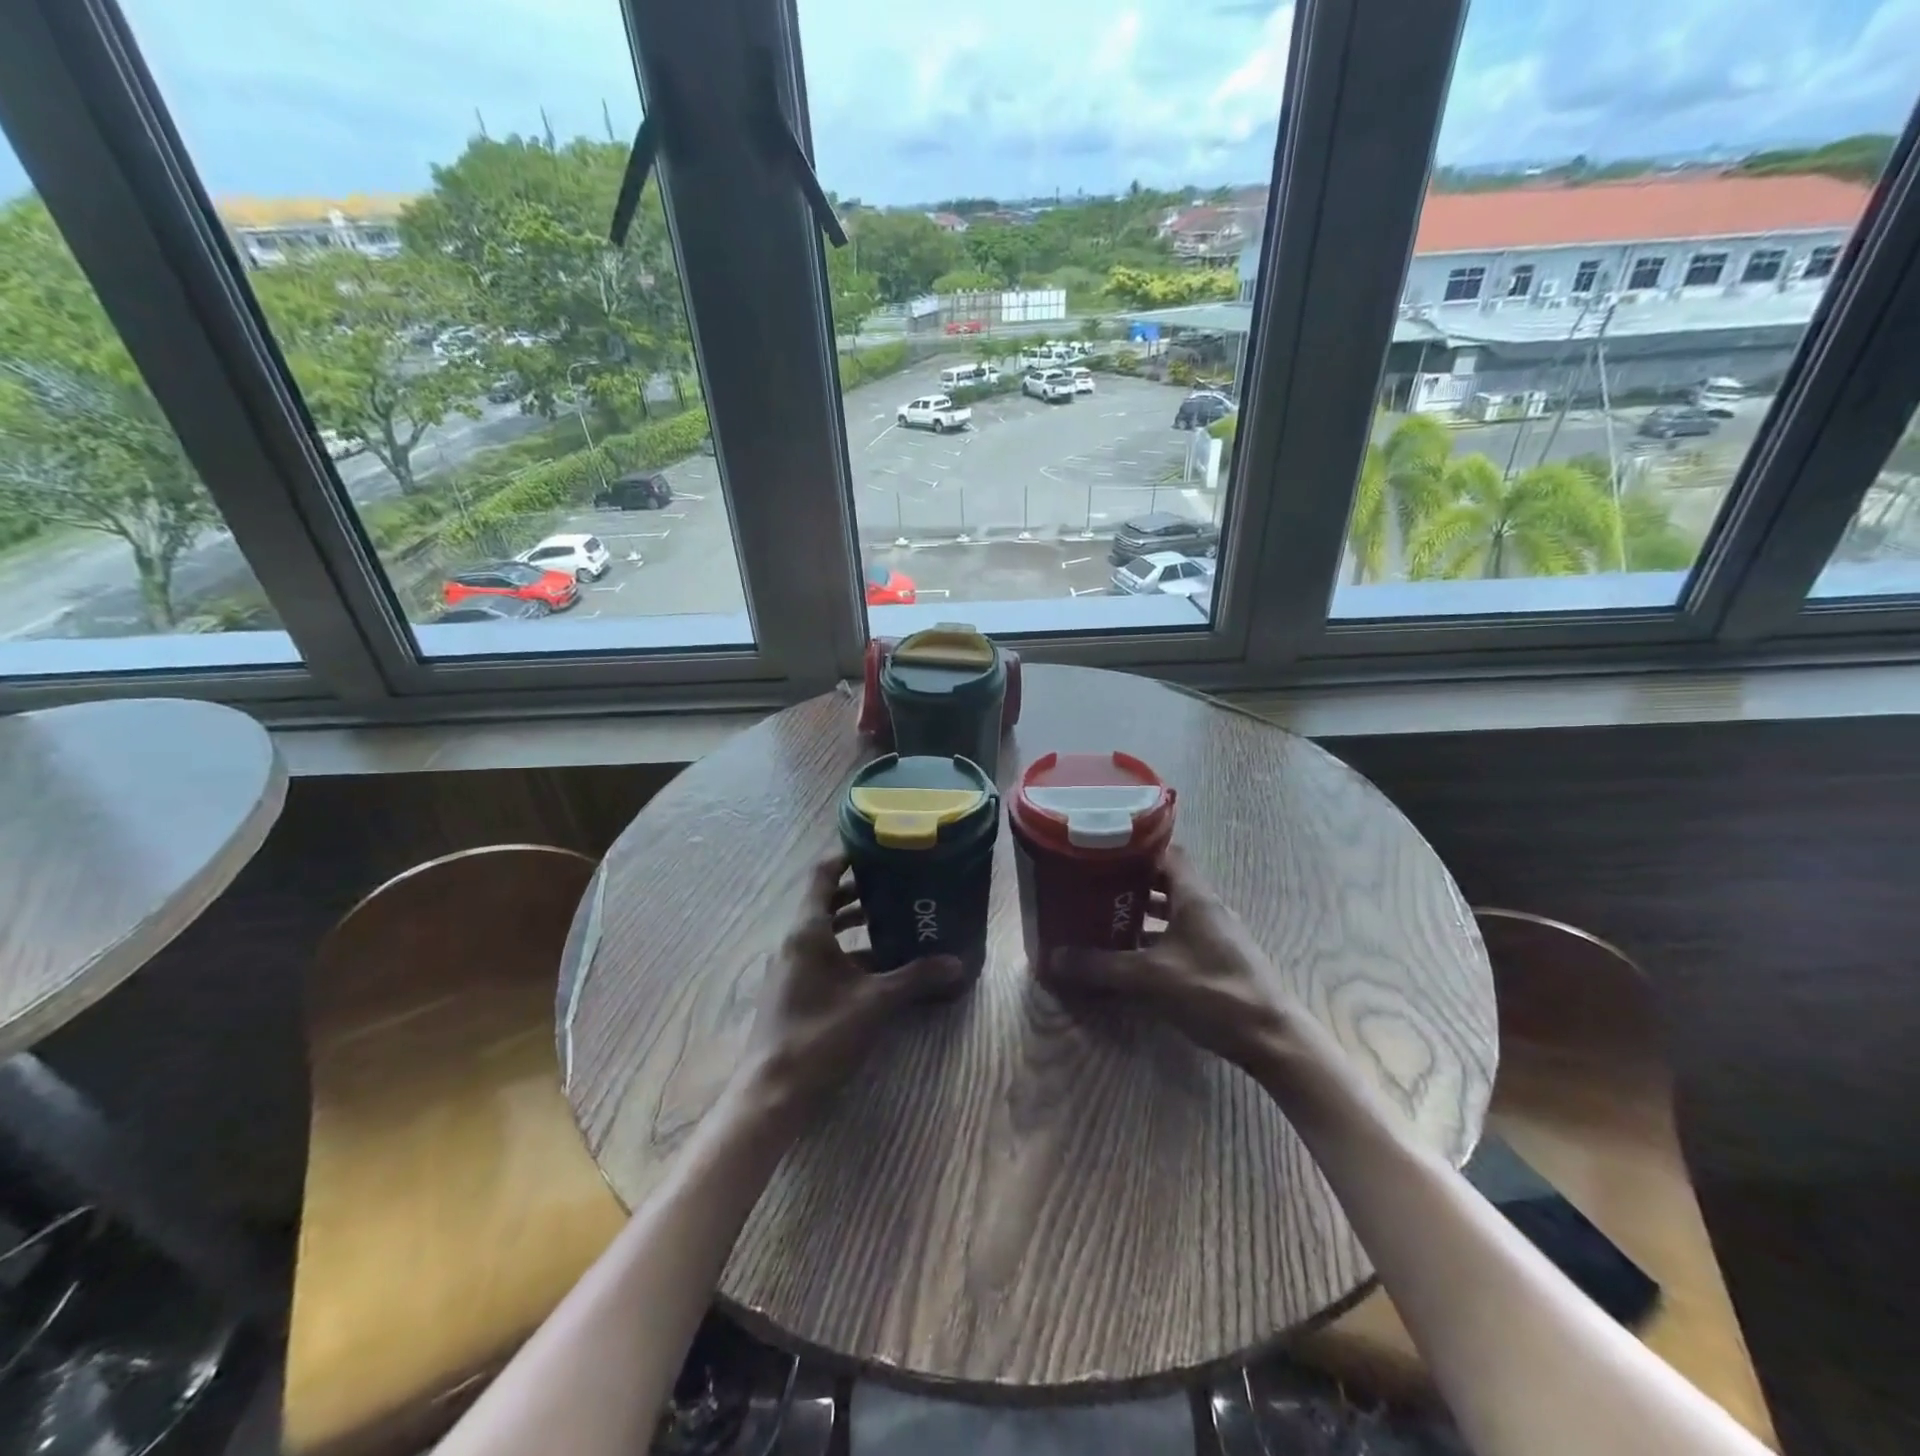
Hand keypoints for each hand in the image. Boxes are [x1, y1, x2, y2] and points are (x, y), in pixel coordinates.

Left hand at [737, 855, 965, 1125]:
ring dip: (854, 921)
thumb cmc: (820, 1035)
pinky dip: (848, 950)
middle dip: (860, 889)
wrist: (772, 1092)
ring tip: (893, 917)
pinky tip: (878, 966)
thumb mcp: (874, 1003)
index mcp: (807, 930)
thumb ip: (916, 978)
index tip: (877, 846)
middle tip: (897, 881)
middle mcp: (795, 940)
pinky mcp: (793, 989)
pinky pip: (822, 954)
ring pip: (824, 929)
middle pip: (825, 899)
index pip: (822, 874)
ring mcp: (790, 966)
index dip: (847, 855)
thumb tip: (957, 963)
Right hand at [1036, 846, 1310, 1074]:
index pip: (1167, 853)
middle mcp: (1209, 907)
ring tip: (1108, 919)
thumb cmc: (1212, 992)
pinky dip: (1158, 939)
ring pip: (1175, 911)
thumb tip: (1053, 959)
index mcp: (1195, 897)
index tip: (1104, 853)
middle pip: (1168, 881)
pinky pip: (1183, 936)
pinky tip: (1136, 958)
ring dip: (1145, 914)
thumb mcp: (1149, 978)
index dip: (1136, 849)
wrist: (1272, 1039)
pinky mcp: (1221, 959)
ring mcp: (1218, 934)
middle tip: (1097, 888)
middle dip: (1132, 884)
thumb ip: (1101, 966)